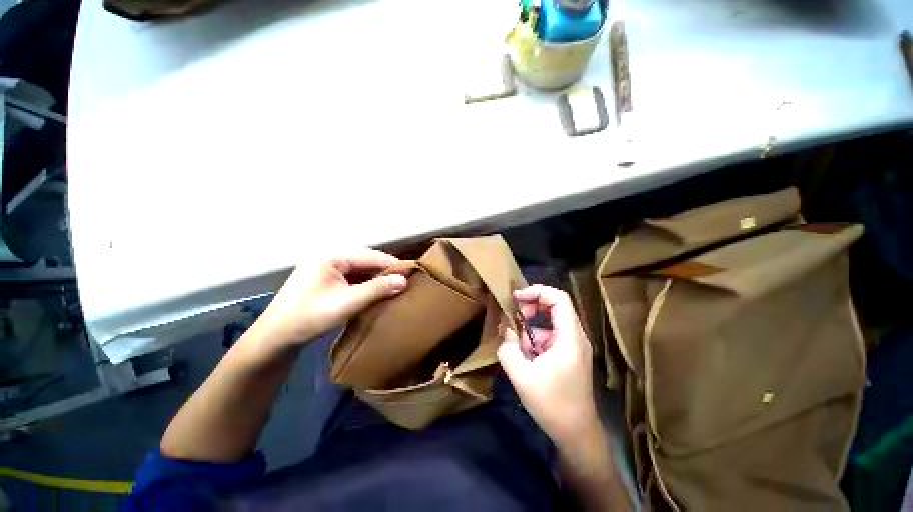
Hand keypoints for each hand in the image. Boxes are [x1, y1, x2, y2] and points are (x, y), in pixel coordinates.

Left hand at [250, 249, 408, 349]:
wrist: (275, 337)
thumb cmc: (311, 316)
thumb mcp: (349, 302)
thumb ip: (378, 288)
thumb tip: (405, 280)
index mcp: (332, 256)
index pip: (371, 256)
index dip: (392, 265)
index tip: (411, 273)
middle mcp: (329, 258)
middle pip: (365, 261)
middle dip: (384, 272)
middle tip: (403, 282)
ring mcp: (325, 269)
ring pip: (358, 270)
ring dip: (375, 278)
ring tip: (393, 287)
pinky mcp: (323, 281)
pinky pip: (350, 278)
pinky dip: (364, 284)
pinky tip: (374, 292)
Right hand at [498, 285, 598, 444]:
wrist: (575, 434)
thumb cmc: (552, 404)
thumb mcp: (521, 376)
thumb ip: (508, 349)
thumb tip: (507, 332)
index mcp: (569, 338)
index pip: (559, 298)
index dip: (537, 291)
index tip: (516, 297)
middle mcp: (575, 337)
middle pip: (555, 307)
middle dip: (531, 308)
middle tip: (514, 318)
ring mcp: (573, 346)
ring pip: (549, 324)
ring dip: (530, 330)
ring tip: (518, 349)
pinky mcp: (568, 356)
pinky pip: (549, 338)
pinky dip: (535, 342)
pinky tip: (527, 359)